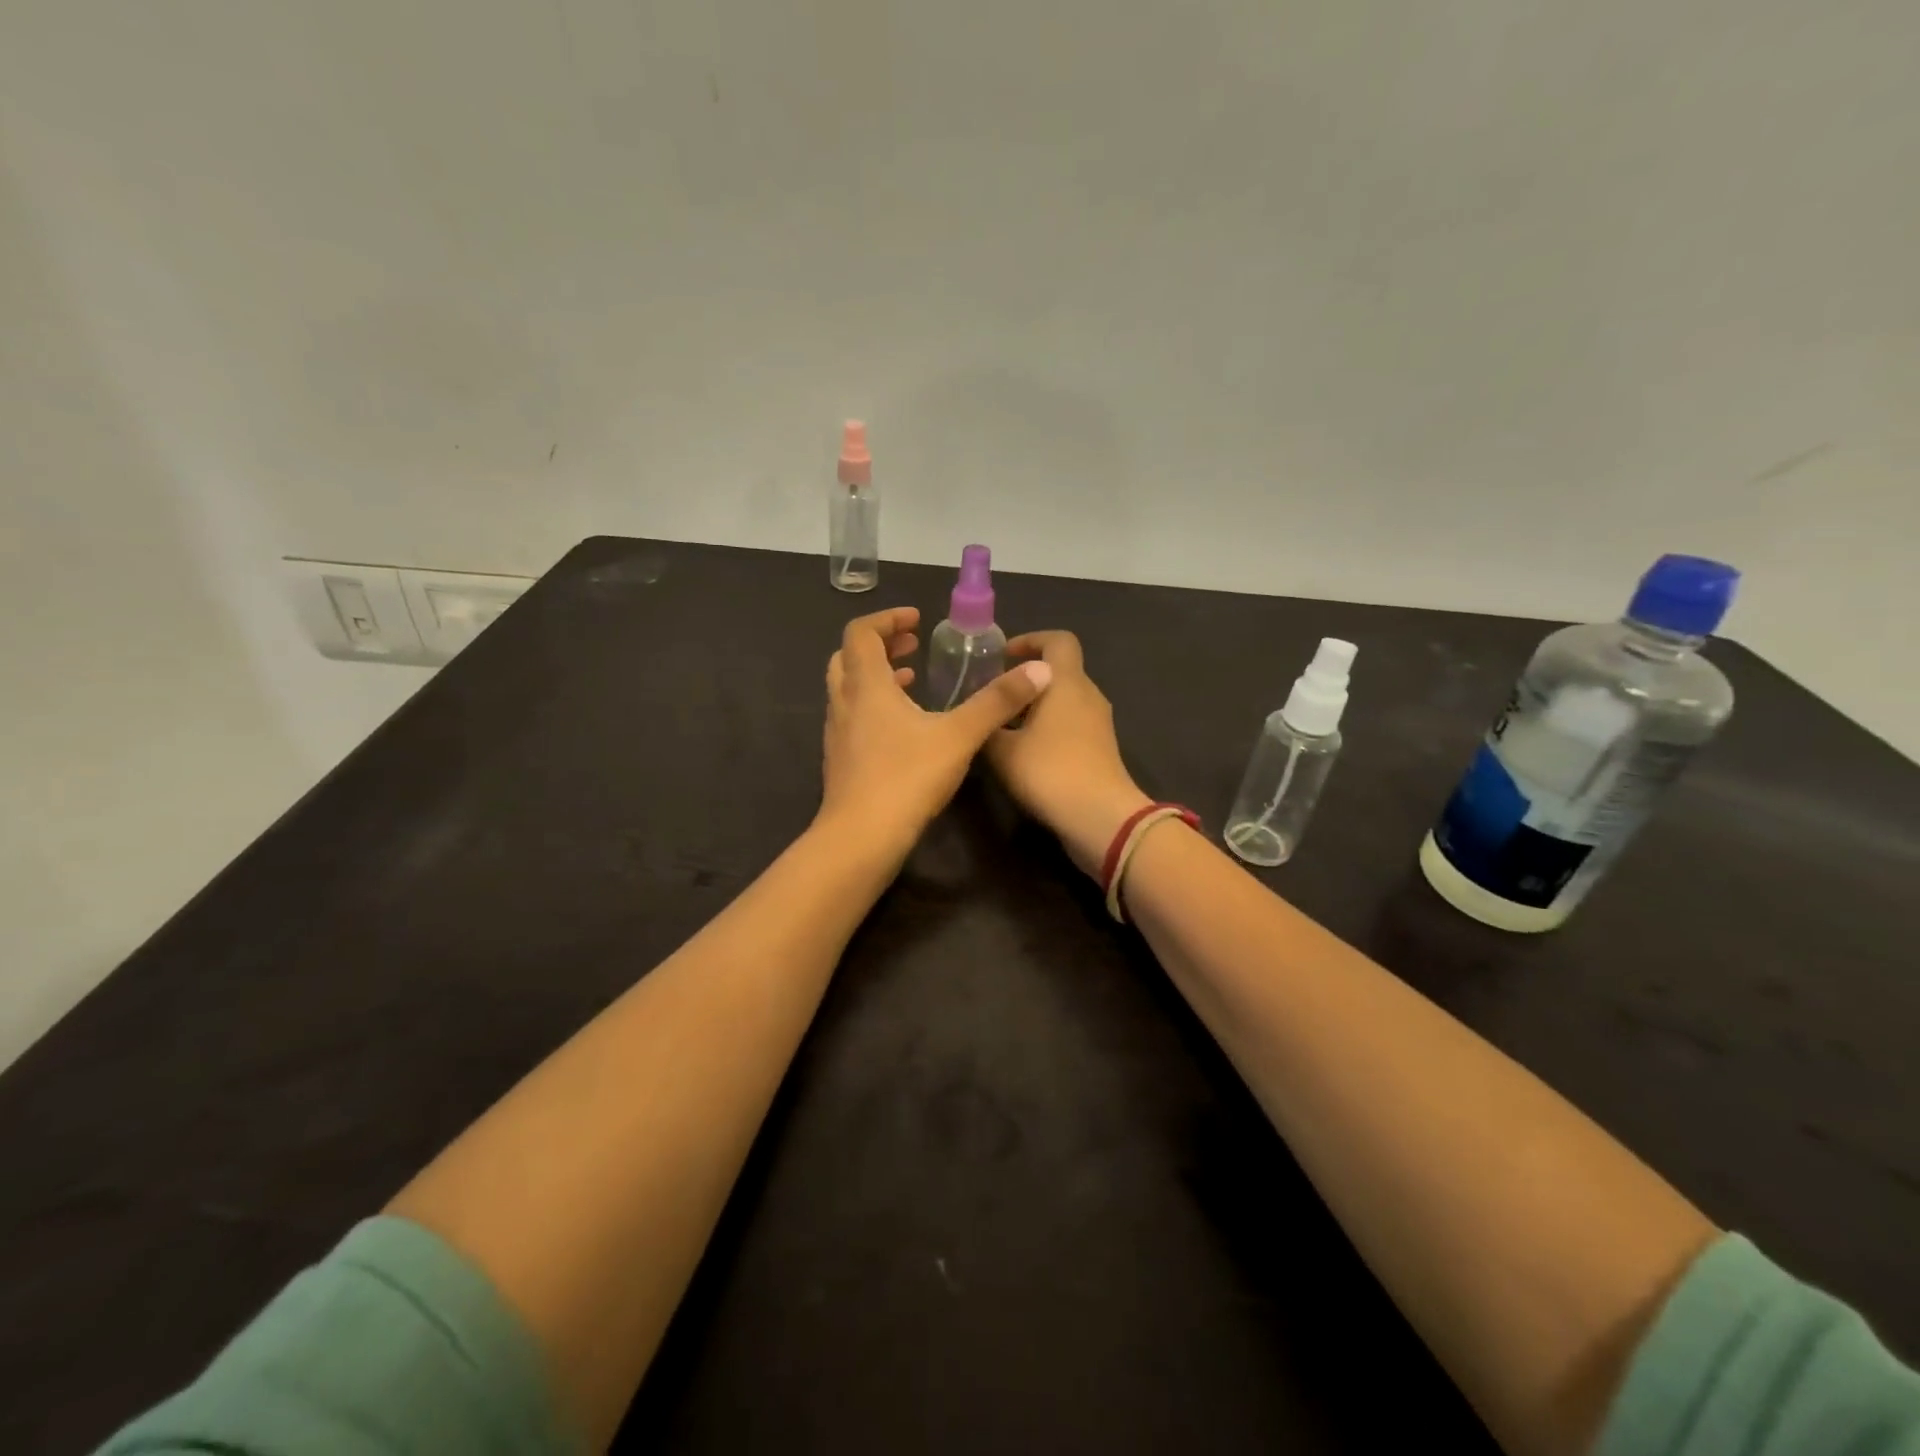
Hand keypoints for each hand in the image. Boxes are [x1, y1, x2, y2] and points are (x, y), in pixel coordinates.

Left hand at [819, 607, 1053, 858]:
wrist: (860, 839)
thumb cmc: (906, 778)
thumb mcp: (960, 736)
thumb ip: (998, 702)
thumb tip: (1039, 670)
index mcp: (867, 686)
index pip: (861, 632)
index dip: (887, 619)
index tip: (917, 620)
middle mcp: (845, 703)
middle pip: (849, 657)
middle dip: (881, 645)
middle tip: (914, 646)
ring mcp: (838, 733)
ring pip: (848, 689)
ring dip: (877, 676)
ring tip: (912, 680)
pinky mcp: (840, 760)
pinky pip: (853, 717)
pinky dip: (874, 706)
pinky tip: (904, 728)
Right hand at [984, 631, 1151, 877]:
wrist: (1100, 818)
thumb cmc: (1049, 771)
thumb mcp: (1001, 749)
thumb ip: (988, 722)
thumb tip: (981, 711)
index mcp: (1067, 682)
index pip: (1058, 640)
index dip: (1031, 640)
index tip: (1003, 657)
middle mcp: (1088, 695)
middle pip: (1059, 672)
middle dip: (1026, 679)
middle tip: (994, 696)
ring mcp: (1099, 723)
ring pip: (1064, 700)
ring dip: (1035, 706)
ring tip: (1003, 726)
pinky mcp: (1101, 749)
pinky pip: (1071, 724)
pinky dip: (1048, 727)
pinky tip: (1025, 752)